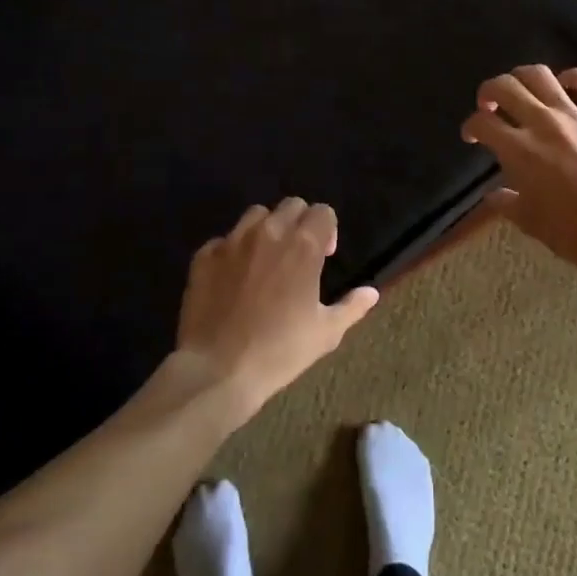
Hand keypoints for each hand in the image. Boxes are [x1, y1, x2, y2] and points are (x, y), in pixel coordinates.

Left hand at [175, 198, 378, 417]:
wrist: (218, 370)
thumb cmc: (280, 351)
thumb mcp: (326, 333)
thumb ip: (352, 307)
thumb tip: (371, 292)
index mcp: (303, 246)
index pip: (323, 212)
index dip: (328, 230)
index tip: (324, 257)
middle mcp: (269, 233)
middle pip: (291, 205)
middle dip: (300, 222)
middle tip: (298, 256)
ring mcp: (233, 241)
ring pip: (256, 215)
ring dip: (266, 229)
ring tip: (265, 259)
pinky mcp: (205, 256)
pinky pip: (224, 239)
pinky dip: (233, 250)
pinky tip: (233, 277)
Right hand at [461, 65, 576, 283]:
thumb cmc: (575, 234)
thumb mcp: (530, 222)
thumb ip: (506, 203)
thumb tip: (493, 195)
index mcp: (518, 150)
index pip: (482, 123)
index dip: (470, 126)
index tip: (472, 136)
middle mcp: (542, 124)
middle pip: (505, 87)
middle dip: (489, 92)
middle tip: (489, 106)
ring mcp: (575, 116)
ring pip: (540, 75)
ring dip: (522, 78)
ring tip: (521, 91)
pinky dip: (571, 77)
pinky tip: (564, 85)